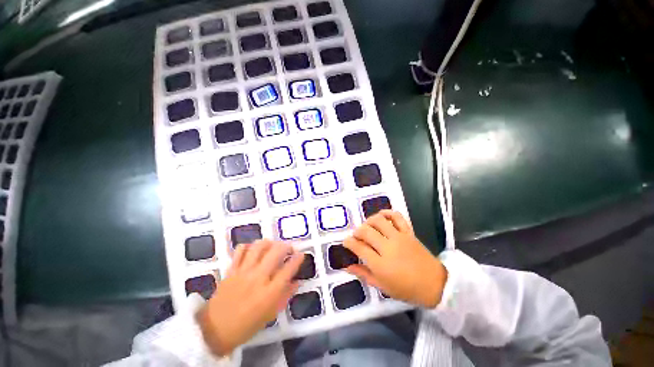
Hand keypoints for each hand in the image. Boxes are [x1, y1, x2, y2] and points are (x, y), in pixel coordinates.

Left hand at [197, 240, 303, 355]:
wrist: (215, 330)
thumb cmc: (247, 325)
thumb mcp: (271, 314)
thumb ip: (286, 295)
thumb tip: (297, 281)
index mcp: (269, 293)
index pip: (288, 269)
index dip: (297, 259)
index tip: (301, 254)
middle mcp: (258, 278)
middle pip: (276, 252)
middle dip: (286, 246)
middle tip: (288, 248)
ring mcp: (243, 272)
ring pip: (259, 247)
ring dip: (269, 243)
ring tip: (272, 246)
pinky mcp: (231, 269)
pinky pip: (240, 250)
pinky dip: (249, 246)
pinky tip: (253, 250)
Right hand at [344, 210, 446, 308]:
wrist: (435, 284)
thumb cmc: (406, 289)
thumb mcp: (382, 286)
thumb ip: (363, 274)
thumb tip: (347, 266)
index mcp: (380, 264)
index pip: (359, 247)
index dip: (349, 242)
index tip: (346, 242)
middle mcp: (388, 247)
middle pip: (366, 231)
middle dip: (357, 231)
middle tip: (356, 236)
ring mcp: (399, 238)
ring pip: (379, 221)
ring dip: (369, 221)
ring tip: (367, 227)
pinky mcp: (408, 232)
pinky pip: (397, 217)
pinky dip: (387, 213)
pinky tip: (382, 216)